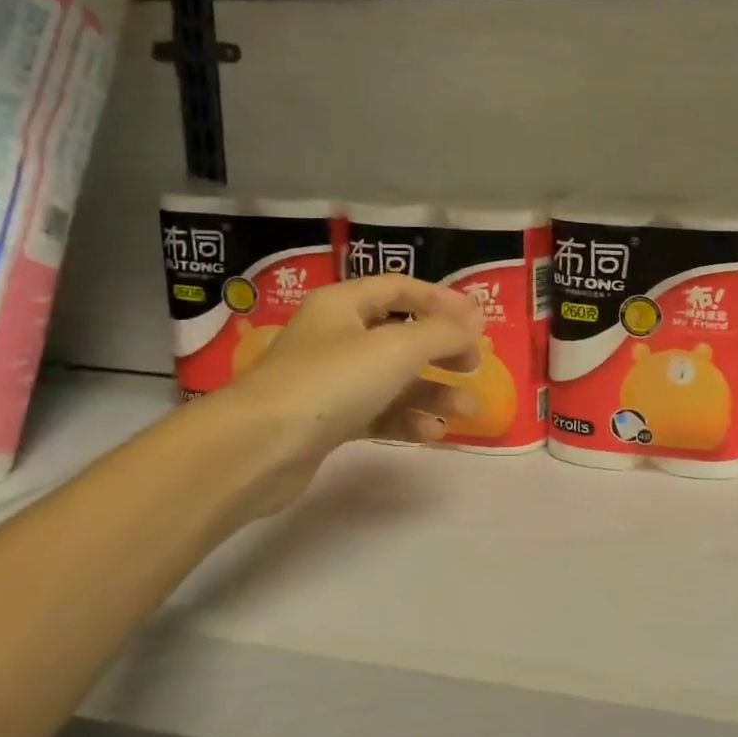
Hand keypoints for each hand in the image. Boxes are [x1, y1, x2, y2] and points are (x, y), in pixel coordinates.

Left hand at [208, 276, 483, 515]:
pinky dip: (405, 419)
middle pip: (400, 335)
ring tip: (468, 410)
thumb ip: (443, 333)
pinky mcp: (326, 421)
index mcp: (343, 304)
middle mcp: (335, 336)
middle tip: (475, 365)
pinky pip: (376, 412)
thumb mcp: (397, 349)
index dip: (441, 300)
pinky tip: (431, 434)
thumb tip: (476, 318)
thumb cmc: (331, 382)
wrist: (258, 448)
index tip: (479, 320)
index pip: (399, 288)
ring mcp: (329, 381)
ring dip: (431, 393)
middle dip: (441, 351)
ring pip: (392, 379)